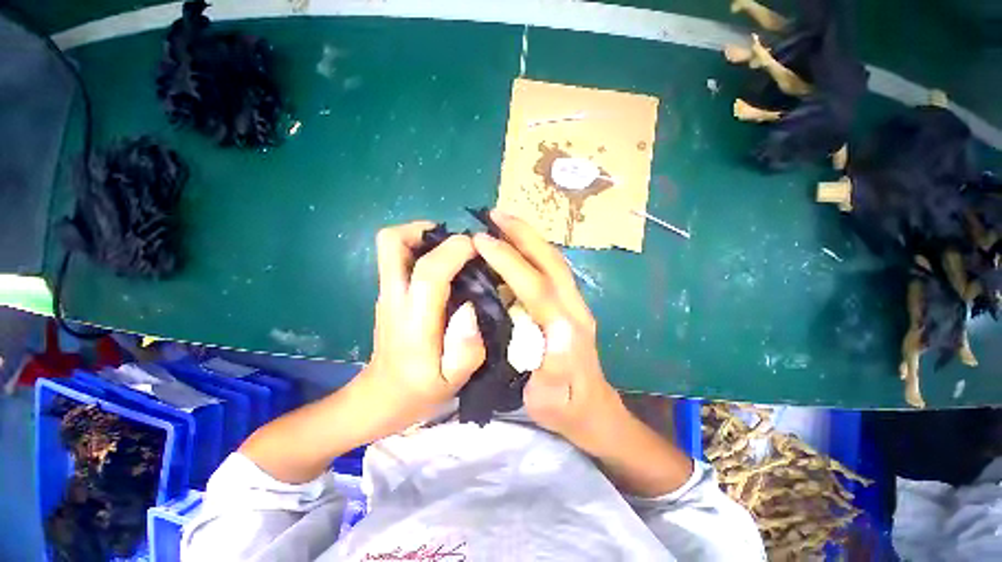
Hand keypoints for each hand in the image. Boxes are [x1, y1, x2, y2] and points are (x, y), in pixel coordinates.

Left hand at [362, 221, 485, 428]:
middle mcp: (394, 298)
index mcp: (413, 321)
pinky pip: (397, 257)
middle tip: (458, 242)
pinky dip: (419, 248)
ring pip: (391, 245)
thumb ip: (467, 348)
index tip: (479, 247)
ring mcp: (387, 293)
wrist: (381, 397)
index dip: (455, 251)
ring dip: (422, 236)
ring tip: (453, 250)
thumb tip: (470, 306)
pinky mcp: (388, 292)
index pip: (428, 272)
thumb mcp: (453, 380)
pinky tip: (444, 265)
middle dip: (426, 230)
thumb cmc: (420, 390)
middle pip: (392, 242)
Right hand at [472, 211, 624, 452]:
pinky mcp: (569, 306)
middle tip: (494, 215)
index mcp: (566, 329)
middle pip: (550, 262)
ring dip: (529, 238)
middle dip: (522, 235)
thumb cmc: (567, 409)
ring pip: (553, 262)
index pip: (536, 285)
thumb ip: (556, 365)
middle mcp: (574, 309)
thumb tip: (554, 325)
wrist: (595, 412)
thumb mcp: (553, 400)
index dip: (508, 260)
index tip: (481, 241)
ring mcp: (574, 305)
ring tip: (503, 222)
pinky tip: (516, 247)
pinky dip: (533, 252)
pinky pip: (551, 271)